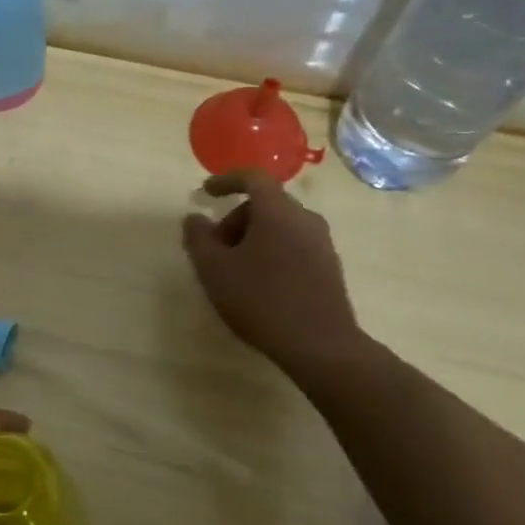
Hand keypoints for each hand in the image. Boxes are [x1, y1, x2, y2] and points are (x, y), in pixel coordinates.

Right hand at [181, 170, 372, 383]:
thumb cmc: (261, 300)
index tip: (206, 192)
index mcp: (277, 211)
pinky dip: (272, 252)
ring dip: (253, 238)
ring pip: (280, 226)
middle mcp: (304, 219)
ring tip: (235, 270)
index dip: (226, 180)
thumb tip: (194, 218)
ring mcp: (322, 243)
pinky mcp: (330, 267)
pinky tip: (260, 284)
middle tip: (215, 248)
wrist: (321, 346)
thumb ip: (198, 238)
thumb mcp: (214, 269)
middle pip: (265, 204)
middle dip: (235, 219)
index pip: (252, 178)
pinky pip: (294, 245)